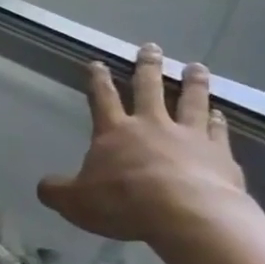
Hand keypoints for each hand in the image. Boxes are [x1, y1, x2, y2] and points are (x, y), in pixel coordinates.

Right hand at [37, 43, 249, 245]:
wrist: (187, 215)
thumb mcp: (76, 202)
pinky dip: (218, 121)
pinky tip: (220, 114)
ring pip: (191, 101)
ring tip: (196, 67)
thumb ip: (58, 191)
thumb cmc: (123, 203)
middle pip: (149, 89)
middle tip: (151, 48)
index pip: (103, 98)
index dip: (98, 80)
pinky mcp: (220, 155)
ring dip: (193, 83)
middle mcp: (152, 125)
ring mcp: (189, 137)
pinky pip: (218, 131)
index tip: (98, 62)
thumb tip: (44, 186)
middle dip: (147, 67)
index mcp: (114, 131)